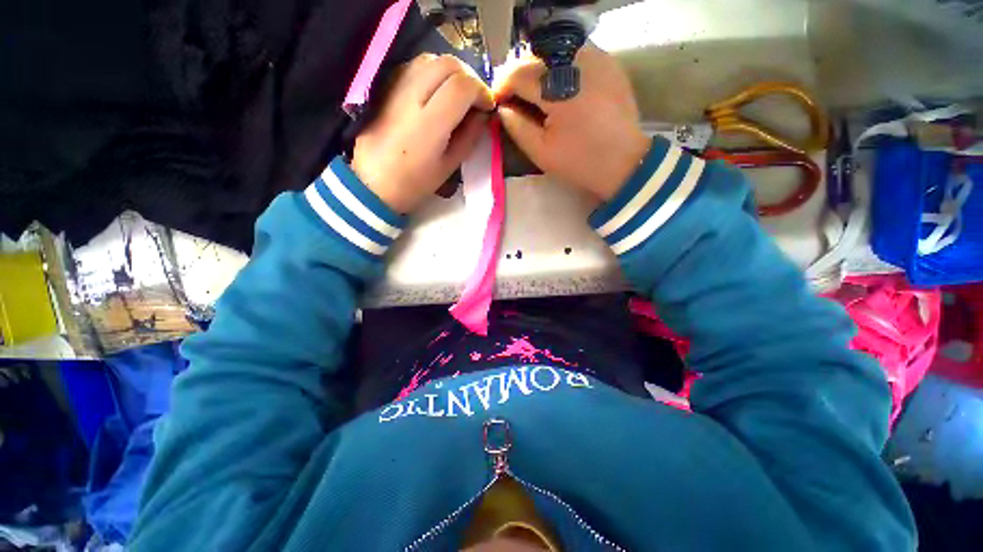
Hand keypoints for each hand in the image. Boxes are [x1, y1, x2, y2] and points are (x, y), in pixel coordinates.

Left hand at [352, 54, 494, 213]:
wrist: (373, 182)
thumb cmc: (414, 183)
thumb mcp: (449, 166)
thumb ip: (469, 137)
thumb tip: (483, 115)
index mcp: (429, 124)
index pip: (462, 86)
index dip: (481, 91)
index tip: (488, 107)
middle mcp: (411, 97)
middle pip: (447, 64)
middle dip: (469, 77)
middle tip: (475, 99)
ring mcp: (394, 88)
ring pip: (430, 59)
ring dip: (451, 72)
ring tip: (457, 95)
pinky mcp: (385, 86)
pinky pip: (414, 66)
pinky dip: (432, 72)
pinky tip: (436, 92)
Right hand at [495, 45, 650, 201]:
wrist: (623, 163)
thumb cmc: (579, 162)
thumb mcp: (541, 152)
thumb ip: (517, 127)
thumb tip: (502, 108)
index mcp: (558, 90)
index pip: (518, 74)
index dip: (502, 86)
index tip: (497, 102)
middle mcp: (576, 64)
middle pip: (535, 56)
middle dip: (517, 74)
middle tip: (511, 96)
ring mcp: (596, 59)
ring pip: (554, 51)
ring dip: (537, 68)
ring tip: (532, 90)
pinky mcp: (608, 62)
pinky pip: (575, 53)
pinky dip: (559, 65)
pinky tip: (556, 85)